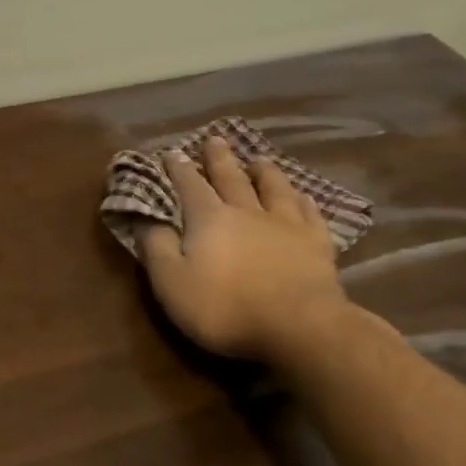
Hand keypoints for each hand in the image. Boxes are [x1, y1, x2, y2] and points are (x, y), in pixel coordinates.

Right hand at [138, 135, 347, 360]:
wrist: (298, 326)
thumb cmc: (224, 308)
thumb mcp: (172, 284)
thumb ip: (157, 249)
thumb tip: (148, 221)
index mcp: (209, 219)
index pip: (189, 186)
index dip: (178, 169)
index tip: (171, 152)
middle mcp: (247, 212)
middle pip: (231, 178)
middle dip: (219, 158)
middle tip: (215, 138)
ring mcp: (286, 225)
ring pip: (273, 188)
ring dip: (264, 172)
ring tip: (259, 159)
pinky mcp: (316, 244)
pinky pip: (309, 214)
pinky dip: (303, 201)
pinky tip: (303, 196)